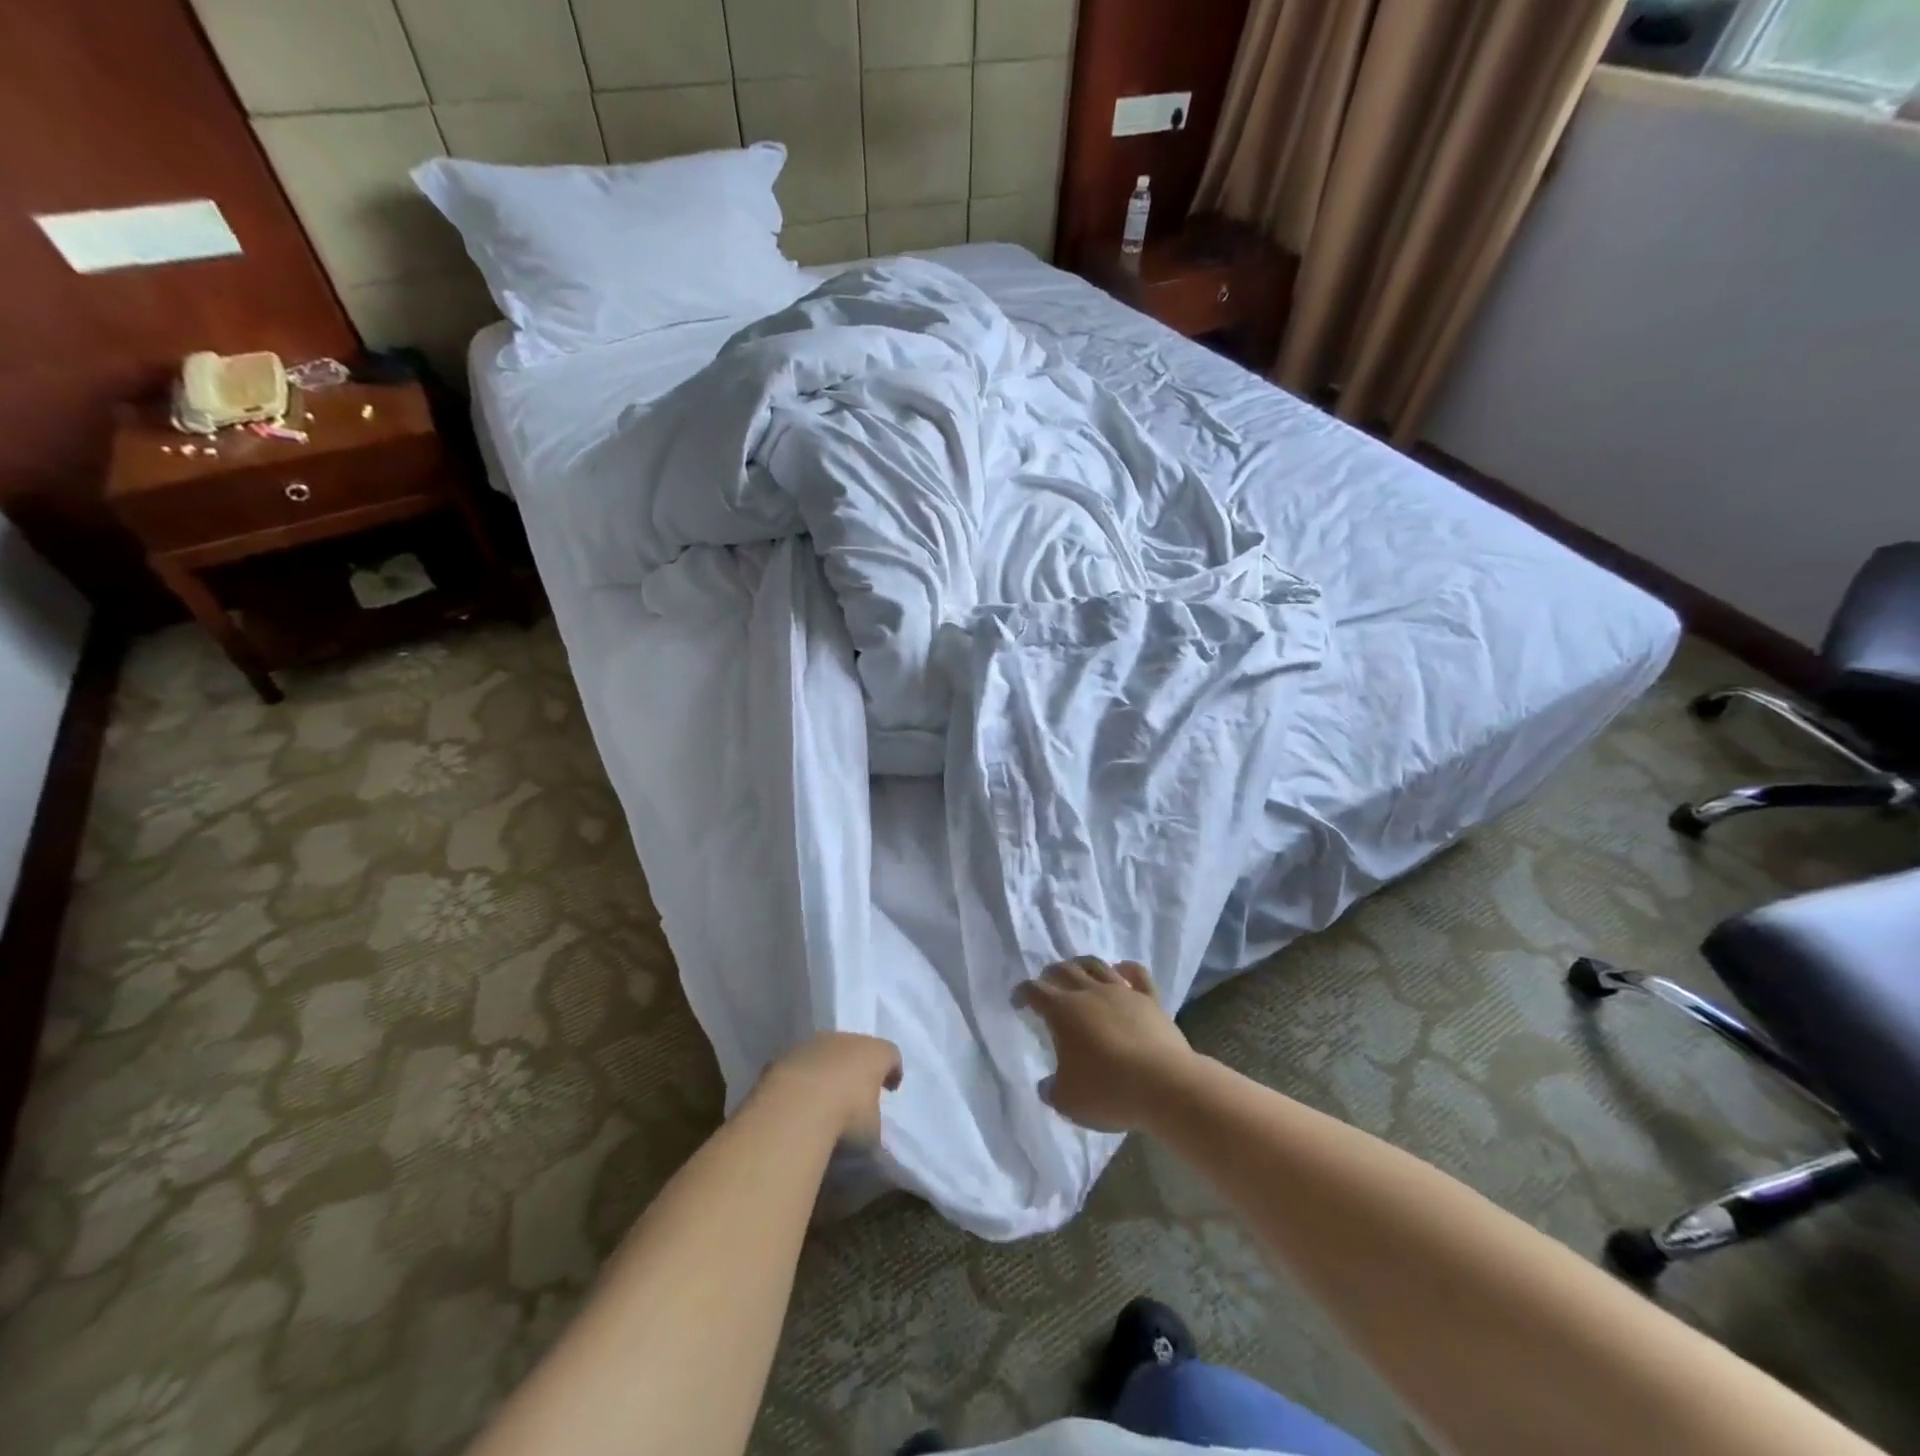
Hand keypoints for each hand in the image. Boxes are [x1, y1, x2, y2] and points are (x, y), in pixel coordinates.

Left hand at [754, 1032, 901, 1147]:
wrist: (795, 1107)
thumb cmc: (846, 1116)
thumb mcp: (872, 1131)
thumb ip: (872, 1123)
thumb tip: (868, 1129)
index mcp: (875, 1052)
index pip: (890, 1054)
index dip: (892, 1070)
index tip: (890, 1088)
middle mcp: (845, 1039)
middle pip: (856, 1048)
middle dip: (856, 1067)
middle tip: (855, 1092)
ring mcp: (812, 1045)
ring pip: (825, 1053)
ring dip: (827, 1070)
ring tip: (823, 1098)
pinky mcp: (784, 1056)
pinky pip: (799, 1066)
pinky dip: (801, 1079)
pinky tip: (798, 1101)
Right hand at [1014, 957, 1195, 1132]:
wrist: (1166, 1086)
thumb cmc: (1110, 1091)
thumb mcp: (1068, 1101)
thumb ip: (1052, 1089)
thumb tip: (1047, 1084)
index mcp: (1063, 1011)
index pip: (1034, 990)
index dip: (1022, 993)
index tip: (1017, 1002)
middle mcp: (1089, 992)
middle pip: (1063, 970)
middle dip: (1049, 974)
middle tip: (1046, 985)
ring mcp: (1122, 992)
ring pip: (1096, 965)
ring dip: (1081, 965)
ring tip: (1076, 972)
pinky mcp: (1149, 999)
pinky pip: (1136, 973)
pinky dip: (1125, 968)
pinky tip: (1120, 970)